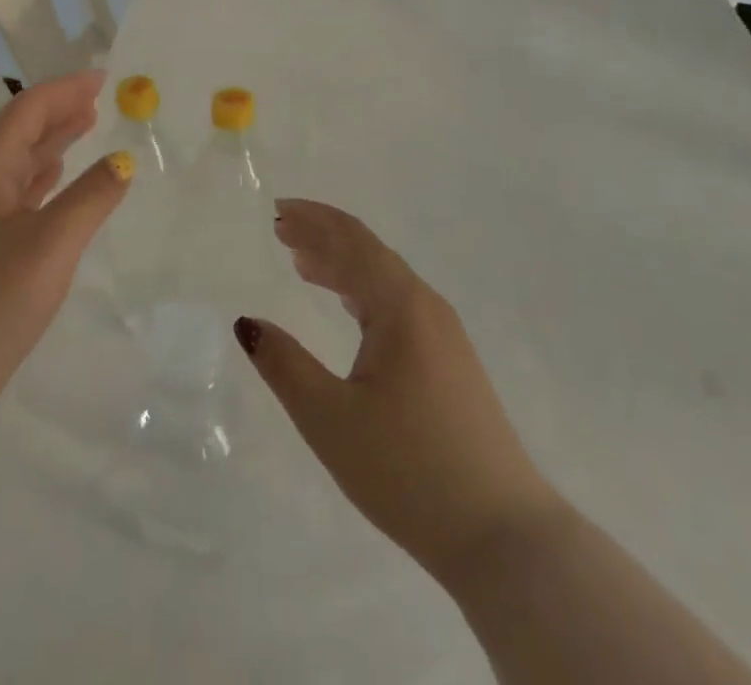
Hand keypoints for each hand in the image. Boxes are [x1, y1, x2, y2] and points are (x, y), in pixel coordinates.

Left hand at [0, 70, 133, 421]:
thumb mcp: (53, 242)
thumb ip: (92, 196)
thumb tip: (124, 161)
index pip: (27, 111)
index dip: (64, 90)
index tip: (102, 78)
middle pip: (20, 131)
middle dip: (59, 110)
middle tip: (99, 99)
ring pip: (18, 161)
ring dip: (52, 140)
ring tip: (86, 126)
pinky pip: (18, 191)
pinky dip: (43, 175)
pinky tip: (57, 179)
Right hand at [235, 199, 562, 586]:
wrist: (503, 538)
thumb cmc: (408, 471)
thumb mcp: (329, 419)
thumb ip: (284, 364)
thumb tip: (246, 322)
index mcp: (400, 306)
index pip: (351, 242)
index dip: (312, 221)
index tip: (276, 212)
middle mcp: (426, 307)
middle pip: (369, 253)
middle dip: (323, 236)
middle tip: (280, 230)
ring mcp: (445, 335)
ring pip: (385, 279)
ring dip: (342, 264)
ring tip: (302, 262)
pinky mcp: (452, 362)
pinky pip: (398, 305)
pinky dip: (363, 293)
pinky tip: (347, 307)